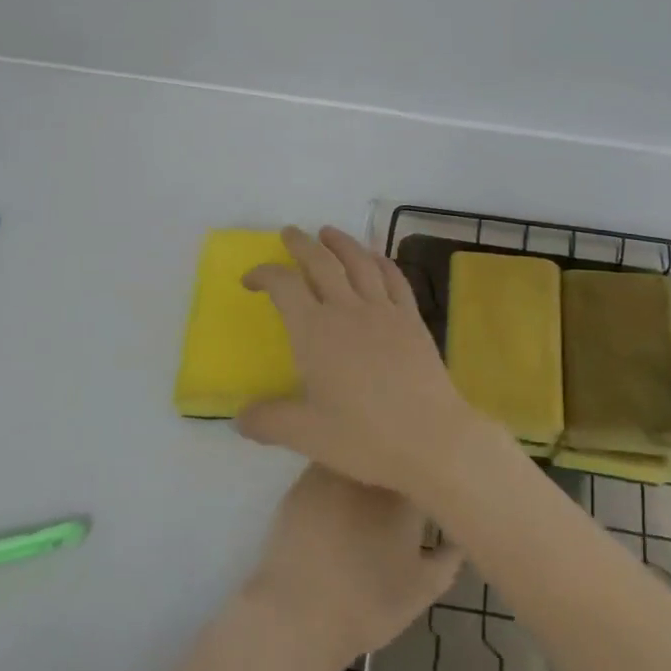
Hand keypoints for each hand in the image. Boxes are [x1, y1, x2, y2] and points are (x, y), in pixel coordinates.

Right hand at [238, 225, 490, 497]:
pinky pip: (394, 277)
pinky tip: (376, 257)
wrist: (430, 437)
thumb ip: (269, 421)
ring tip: (328, 232)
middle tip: (290, 233)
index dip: (264, 274)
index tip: (250, 278)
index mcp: (315, 332)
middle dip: (301, 244)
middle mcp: (347, 309)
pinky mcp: (411, 317)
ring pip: (359, 261)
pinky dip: (381, 260)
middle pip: (321, 262)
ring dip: (341, 242)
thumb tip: (240, 416)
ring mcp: (383, 309)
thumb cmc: (364, 437)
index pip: (284, 286)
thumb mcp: (306, 435)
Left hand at [246, 464, 463, 662]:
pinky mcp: (302, 480)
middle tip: (400, 489)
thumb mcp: (424, 589)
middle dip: (398, 464)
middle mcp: (370, 467)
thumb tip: (461, 532)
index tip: (431, 483)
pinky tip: (337, 502)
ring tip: (368, 492)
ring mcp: (333, 469)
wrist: (298, 616)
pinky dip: (337, 477)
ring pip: (358, 453)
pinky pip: (328, 466)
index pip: (425, 463)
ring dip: (366, 465)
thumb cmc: (369, 604)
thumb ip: (450, 556)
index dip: (429, 471)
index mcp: (405, 489)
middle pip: (390, 451)